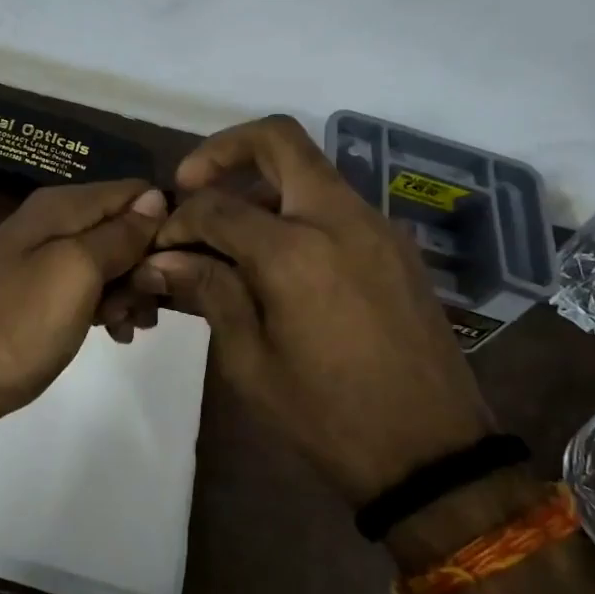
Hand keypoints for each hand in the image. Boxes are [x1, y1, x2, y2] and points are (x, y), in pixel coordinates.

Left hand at [0, 179, 168, 447]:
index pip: (133, 191)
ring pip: (106, 262)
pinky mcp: (33, 295)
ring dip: (128, 291)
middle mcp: (49, 224)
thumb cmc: (16, 326)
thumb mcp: (75, 273)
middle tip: (149, 308)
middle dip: (144, 264)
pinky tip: (113, 335)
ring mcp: (38, 260)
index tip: (176, 264)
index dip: (161, 222)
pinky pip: (82, 288)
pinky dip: (104, 307)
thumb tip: (155, 197)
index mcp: (59, 207)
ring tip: (131, 328)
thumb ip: (117, 234)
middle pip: (121, 227)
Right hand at [131, 116, 489, 504]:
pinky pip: (335, 203)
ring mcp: (376, 226)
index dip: (179, 220)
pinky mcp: (395, 245)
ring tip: (229, 234)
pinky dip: (295, 209)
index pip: (217, 206)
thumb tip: (163, 260)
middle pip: (278, 140)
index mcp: (295, 251)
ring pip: (309, 170)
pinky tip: (276, 258)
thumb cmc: (328, 417)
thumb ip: (209, 293)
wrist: (433, 454)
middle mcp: (339, 218)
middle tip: (192, 185)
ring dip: (260, 183)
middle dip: (224, 151)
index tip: (161, 246)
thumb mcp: (251, 362)